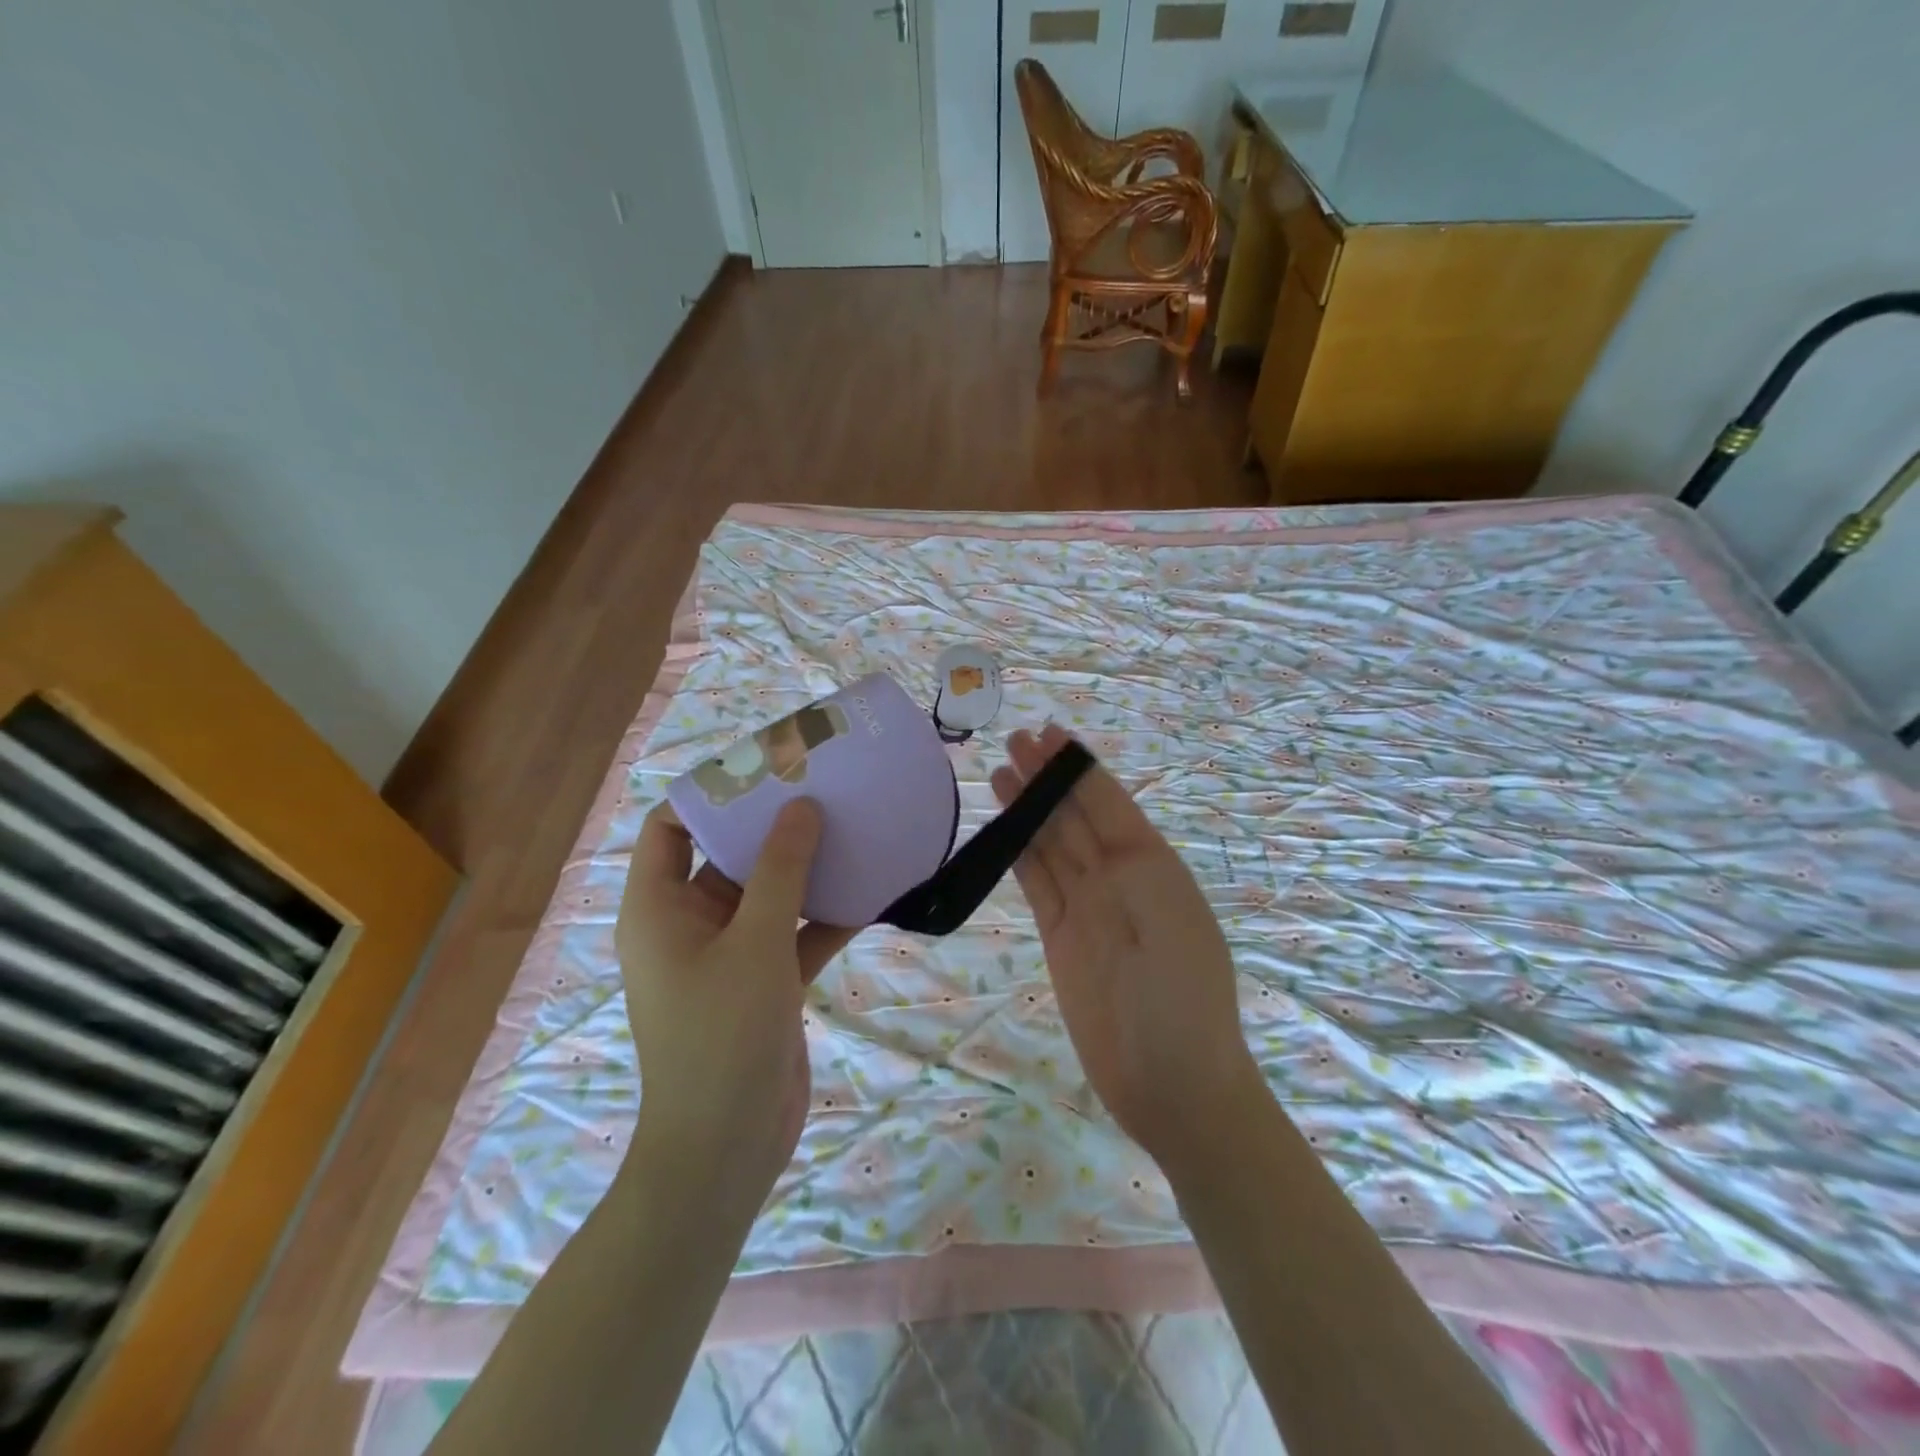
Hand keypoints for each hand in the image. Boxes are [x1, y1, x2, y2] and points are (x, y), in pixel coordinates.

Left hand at [615, 799, 855, 1209]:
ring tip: (852, 826)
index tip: (763, 769)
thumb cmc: (722, 1036)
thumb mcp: (755, 943)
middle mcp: (689, 923)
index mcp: (659, 908)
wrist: (727, 1149)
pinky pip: (796, 932)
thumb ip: (780, 872)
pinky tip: (872, 890)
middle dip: (772, 824)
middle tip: (820, 787)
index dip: (710, 794)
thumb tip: (800, 807)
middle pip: (727, 854)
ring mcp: (730, 954)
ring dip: (806, 867)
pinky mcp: (765, 981)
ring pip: (768, 893)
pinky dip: (826, 914)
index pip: (670, 828)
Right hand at [990, 725, 1261, 1169]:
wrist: (1172, 1083)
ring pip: (1051, 844)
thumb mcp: (1162, 913)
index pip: (1106, 801)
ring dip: (1029, 808)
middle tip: (1013, 739)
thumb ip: (1123, 858)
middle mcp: (1118, 878)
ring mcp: (1088, 907)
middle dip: (1047, 777)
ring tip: (1000, 770)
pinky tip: (1004, 828)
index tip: (1048, 733)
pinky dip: (1019, 853)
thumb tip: (1088, 809)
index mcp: (1151, 865)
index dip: (1077, 766)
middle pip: (1074, 816)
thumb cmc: (1180, 995)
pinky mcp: (1061, 937)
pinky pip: (1037, 883)